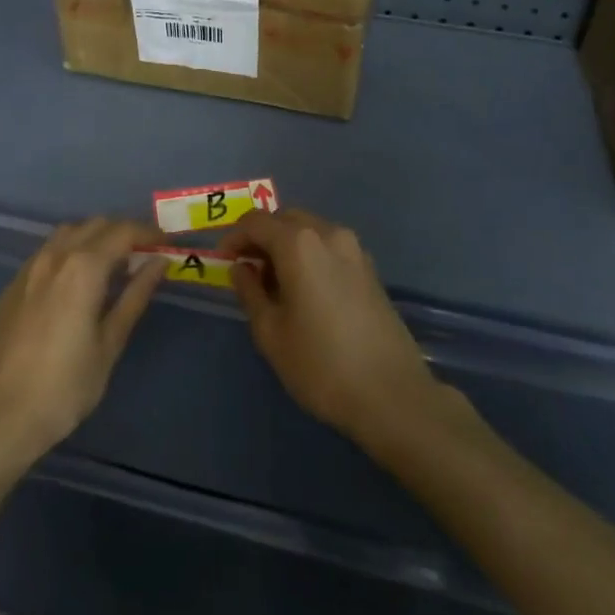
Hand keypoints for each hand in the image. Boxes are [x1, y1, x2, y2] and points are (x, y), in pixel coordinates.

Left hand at [0, 218, 165, 465]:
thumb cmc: (65, 387)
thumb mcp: (110, 344)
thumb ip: (135, 296)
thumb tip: (159, 263)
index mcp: (83, 268)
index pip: (123, 231)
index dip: (149, 234)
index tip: (167, 245)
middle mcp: (55, 256)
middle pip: (96, 225)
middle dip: (124, 233)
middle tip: (145, 256)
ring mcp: (29, 268)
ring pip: (69, 233)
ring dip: (95, 238)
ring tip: (113, 265)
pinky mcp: (13, 285)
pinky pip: (48, 251)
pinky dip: (70, 251)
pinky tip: (77, 281)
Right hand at [225, 209, 447, 449]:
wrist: (392, 394)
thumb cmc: (321, 365)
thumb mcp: (271, 333)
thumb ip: (250, 292)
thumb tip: (241, 267)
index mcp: (299, 243)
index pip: (255, 222)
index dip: (233, 238)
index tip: (222, 262)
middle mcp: (328, 233)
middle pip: (285, 219)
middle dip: (261, 238)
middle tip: (246, 271)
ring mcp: (354, 249)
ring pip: (309, 230)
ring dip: (286, 245)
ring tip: (274, 284)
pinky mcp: (369, 268)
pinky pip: (329, 246)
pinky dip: (309, 255)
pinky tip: (305, 290)